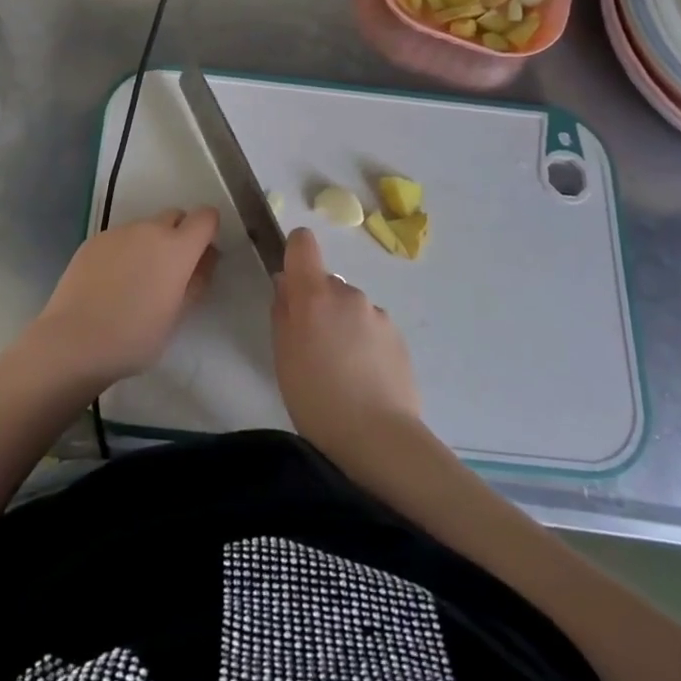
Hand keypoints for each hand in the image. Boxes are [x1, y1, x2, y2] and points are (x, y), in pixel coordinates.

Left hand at [27, 207, 219, 387]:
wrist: (73, 342)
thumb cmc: (134, 337)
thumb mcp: (177, 316)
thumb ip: (196, 281)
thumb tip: (206, 258)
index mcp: (177, 248)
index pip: (205, 217)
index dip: (208, 231)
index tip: (201, 255)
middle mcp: (149, 230)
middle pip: (174, 216)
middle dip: (179, 235)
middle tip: (169, 272)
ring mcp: (118, 232)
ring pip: (144, 228)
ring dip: (149, 244)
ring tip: (134, 281)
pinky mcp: (93, 240)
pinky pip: (119, 238)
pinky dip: (123, 252)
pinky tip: (109, 283)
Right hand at [272, 228, 421, 454]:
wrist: (379, 437)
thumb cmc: (316, 398)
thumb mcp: (283, 356)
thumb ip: (283, 311)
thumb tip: (287, 284)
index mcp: (314, 294)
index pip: (303, 243)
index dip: (295, 253)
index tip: (292, 283)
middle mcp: (348, 293)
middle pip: (326, 284)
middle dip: (318, 305)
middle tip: (313, 348)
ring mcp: (377, 313)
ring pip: (350, 308)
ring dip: (343, 325)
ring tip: (341, 371)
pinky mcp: (398, 336)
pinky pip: (371, 328)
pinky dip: (364, 343)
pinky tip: (363, 379)